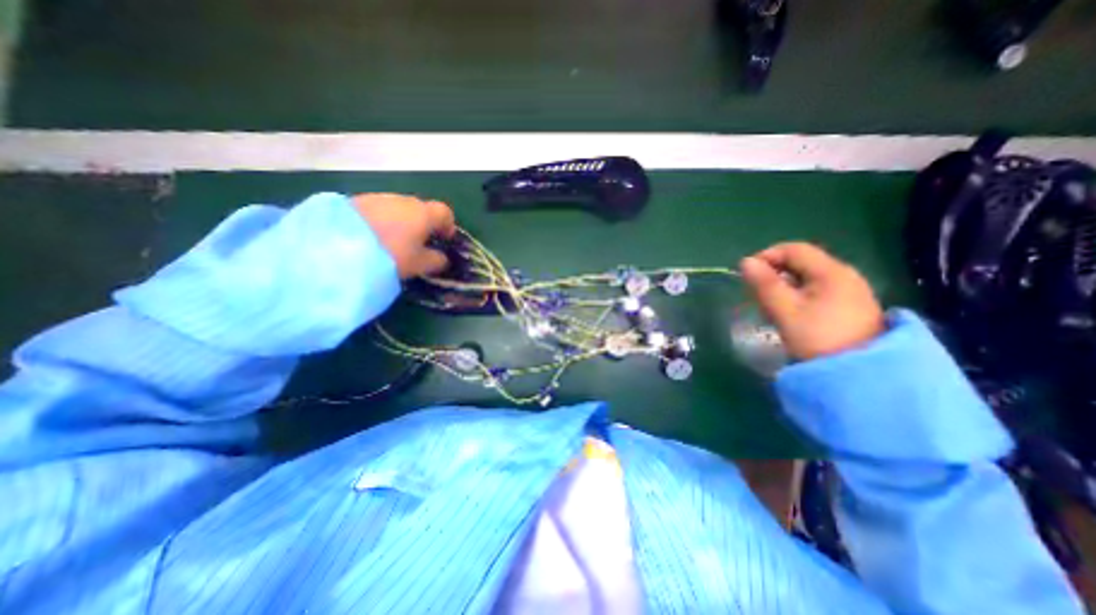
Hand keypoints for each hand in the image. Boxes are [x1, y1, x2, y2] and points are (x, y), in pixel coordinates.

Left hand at [351, 194, 454, 277]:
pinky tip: (373, 237)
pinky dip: (382, 221)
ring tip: (393, 242)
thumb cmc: (390, 255)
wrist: (336, 246)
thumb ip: (436, 260)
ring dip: (401, 222)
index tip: (444, 241)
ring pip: (398, 208)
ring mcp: (378, 197)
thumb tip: (442, 258)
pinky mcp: (356, 200)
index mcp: (423, 213)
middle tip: (418, 244)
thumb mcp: (419, 264)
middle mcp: (403, 200)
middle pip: (421, 209)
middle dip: (423, 224)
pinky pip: (378, 210)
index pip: (445, 213)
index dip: (448, 226)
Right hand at [737, 242, 878, 360]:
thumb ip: (764, 284)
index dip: (766, 256)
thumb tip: (746, 262)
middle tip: (756, 293)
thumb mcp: (785, 310)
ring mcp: (850, 292)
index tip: (747, 275)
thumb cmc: (818, 337)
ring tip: (770, 306)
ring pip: (808, 278)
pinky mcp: (851, 308)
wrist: (861, 376)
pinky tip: (790, 315)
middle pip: (801, 262)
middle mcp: (844, 275)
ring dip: (784, 287)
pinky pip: (817, 292)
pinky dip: (798, 297)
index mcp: (830, 271)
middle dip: (774, 273)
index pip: (793, 249)